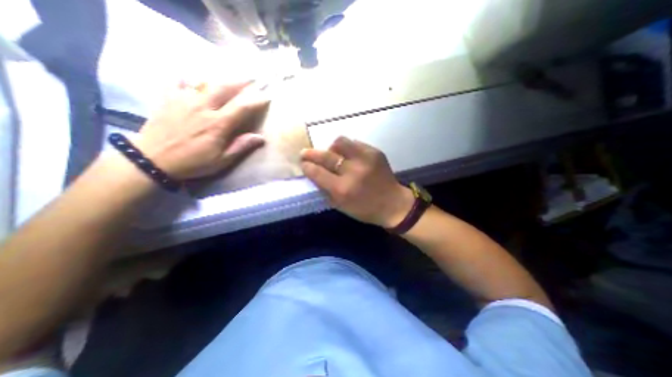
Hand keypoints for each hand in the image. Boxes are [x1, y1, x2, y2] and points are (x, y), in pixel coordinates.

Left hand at [134, 80, 268, 179]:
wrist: (152, 159)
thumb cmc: (193, 162)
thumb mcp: (222, 160)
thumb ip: (241, 146)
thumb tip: (260, 137)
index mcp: (218, 124)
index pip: (242, 107)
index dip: (256, 101)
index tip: (266, 97)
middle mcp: (202, 107)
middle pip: (224, 87)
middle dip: (240, 82)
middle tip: (251, 78)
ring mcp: (183, 100)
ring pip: (204, 81)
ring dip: (219, 79)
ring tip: (227, 78)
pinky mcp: (168, 99)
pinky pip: (177, 81)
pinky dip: (187, 78)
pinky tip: (191, 79)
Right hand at [301, 137, 414, 227]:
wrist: (393, 204)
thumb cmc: (365, 209)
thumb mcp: (341, 206)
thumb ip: (325, 189)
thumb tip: (313, 172)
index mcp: (342, 189)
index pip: (318, 172)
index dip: (307, 166)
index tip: (303, 164)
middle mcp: (353, 171)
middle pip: (326, 156)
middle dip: (311, 153)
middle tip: (305, 153)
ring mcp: (365, 159)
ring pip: (340, 142)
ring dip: (332, 148)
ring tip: (333, 154)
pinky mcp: (375, 152)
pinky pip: (354, 143)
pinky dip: (347, 148)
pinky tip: (349, 156)